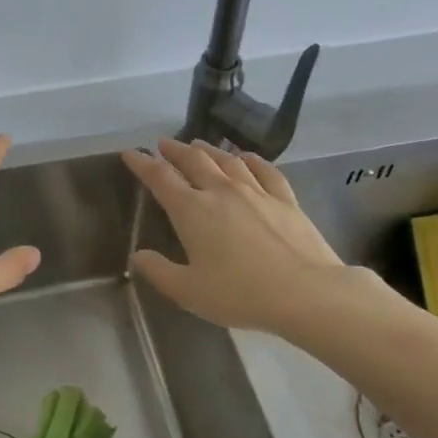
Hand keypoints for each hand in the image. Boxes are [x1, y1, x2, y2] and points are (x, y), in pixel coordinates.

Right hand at [121, 137, 359, 336]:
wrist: (307, 293)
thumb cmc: (241, 294)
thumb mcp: (189, 292)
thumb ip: (159, 272)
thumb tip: (138, 255)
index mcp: (192, 211)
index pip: (160, 178)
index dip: (142, 163)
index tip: (131, 153)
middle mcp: (221, 191)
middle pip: (193, 160)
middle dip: (174, 150)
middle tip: (163, 143)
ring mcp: (256, 191)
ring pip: (227, 160)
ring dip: (208, 149)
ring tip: (198, 144)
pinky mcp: (285, 199)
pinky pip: (264, 170)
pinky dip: (251, 159)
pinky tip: (246, 157)